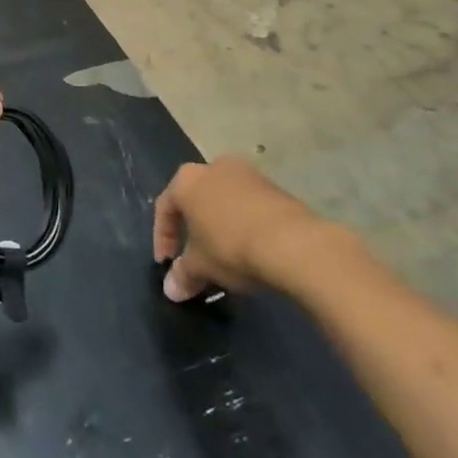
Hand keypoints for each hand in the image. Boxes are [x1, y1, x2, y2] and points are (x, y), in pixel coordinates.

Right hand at [153, 159, 342, 301]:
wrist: (294, 243)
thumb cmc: (232, 246)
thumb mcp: (202, 266)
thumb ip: (183, 274)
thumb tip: (171, 290)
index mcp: (186, 180)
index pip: (165, 208)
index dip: (162, 238)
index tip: (167, 264)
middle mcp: (213, 167)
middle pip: (195, 199)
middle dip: (192, 229)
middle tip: (195, 257)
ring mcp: (246, 173)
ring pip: (223, 200)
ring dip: (219, 225)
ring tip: (225, 255)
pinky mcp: (274, 186)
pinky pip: (248, 204)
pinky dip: (243, 223)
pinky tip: (251, 247)